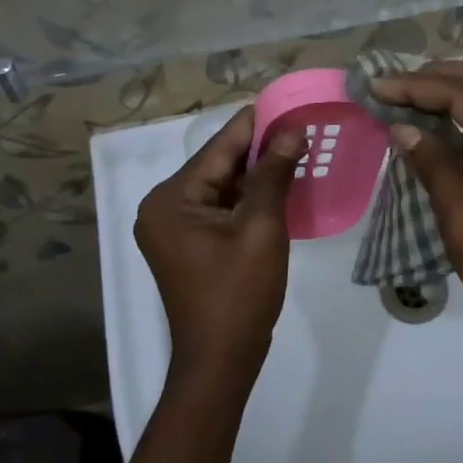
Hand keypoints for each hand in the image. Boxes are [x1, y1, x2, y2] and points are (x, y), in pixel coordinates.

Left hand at [134, 109, 305, 385]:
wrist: (221, 361)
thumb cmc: (239, 293)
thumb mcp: (262, 227)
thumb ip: (274, 173)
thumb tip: (292, 129)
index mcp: (172, 198)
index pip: (219, 147)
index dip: (255, 123)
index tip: (287, 100)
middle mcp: (163, 205)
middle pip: (219, 164)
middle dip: (259, 147)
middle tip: (300, 124)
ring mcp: (173, 225)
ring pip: (222, 184)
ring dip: (256, 171)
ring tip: (297, 146)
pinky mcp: (187, 241)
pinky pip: (220, 205)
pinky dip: (248, 195)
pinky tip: (280, 181)